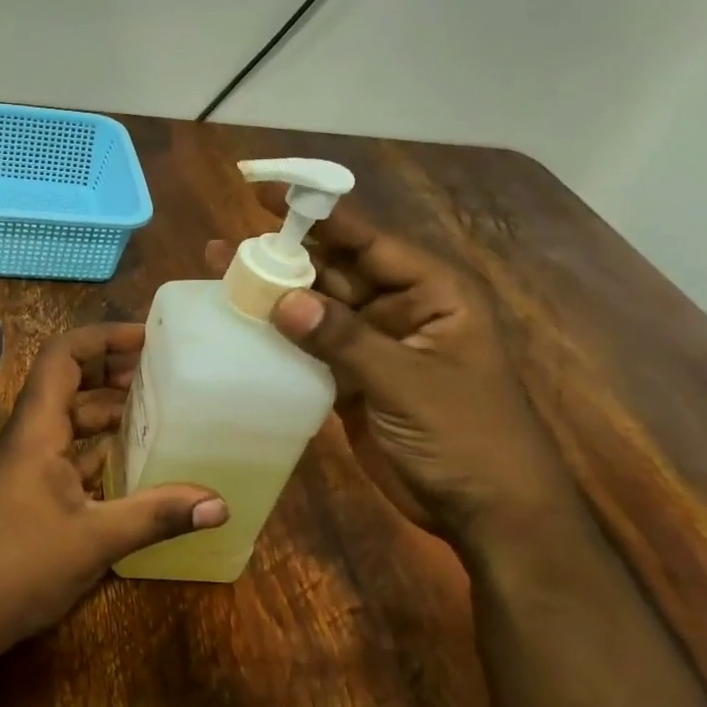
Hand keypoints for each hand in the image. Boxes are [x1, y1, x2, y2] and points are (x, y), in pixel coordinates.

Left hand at [0, 323, 226, 649]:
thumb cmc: (23, 564)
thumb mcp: (97, 538)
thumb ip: (157, 515)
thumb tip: (219, 505)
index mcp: (37, 430)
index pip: (61, 357)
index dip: (100, 338)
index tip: (145, 340)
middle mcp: (30, 436)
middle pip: (67, 381)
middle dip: (110, 369)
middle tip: (158, 372)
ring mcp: (28, 463)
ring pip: (69, 417)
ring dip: (106, 408)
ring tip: (154, 409)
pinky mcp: (32, 488)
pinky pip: (69, 450)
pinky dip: (99, 445)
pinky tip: (133, 459)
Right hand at [206, 192, 566, 540]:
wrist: (486, 511)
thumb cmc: (467, 436)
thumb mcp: (408, 382)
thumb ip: (345, 340)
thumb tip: (282, 301)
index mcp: (431, 293)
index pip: (367, 240)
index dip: (317, 216)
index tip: (264, 195)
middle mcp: (399, 310)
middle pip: (334, 272)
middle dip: (283, 259)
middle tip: (225, 249)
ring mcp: (373, 348)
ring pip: (316, 312)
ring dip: (273, 299)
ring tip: (220, 281)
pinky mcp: (352, 382)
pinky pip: (310, 351)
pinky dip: (279, 342)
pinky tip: (242, 331)